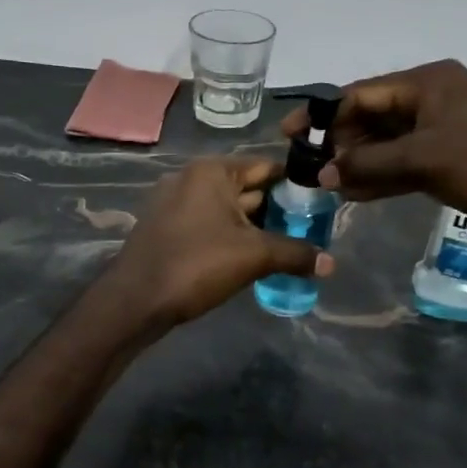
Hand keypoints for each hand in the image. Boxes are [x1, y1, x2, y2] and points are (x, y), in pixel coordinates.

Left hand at [105, 157, 333, 326]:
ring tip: (288, 247)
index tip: (320, 204)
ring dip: (255, 227)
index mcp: (212, 171)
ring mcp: (175, 203)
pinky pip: (209, 225)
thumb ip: (295, 254)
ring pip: (228, 209)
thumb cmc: (196, 264)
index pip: (266, 167)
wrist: (135, 300)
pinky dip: (231, 236)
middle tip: (310, 230)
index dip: (295, 184)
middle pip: (247, 188)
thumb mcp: (254, 256)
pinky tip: (252, 259)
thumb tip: (331, 263)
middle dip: (277, 209)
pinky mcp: (167, 228)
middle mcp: (191, 178)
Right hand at [281, 59, 466, 249]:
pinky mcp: (450, 161)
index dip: (324, 115)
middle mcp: (433, 100)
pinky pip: (403, 165)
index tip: (291, 136)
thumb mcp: (424, 159)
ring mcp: (442, 132)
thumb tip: (322, 173)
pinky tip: (353, 195)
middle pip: (372, 117)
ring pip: (387, 144)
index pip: (362, 94)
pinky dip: (380, 178)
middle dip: (340, 143)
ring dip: (358, 163)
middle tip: (308, 170)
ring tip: (325, 187)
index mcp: (429, 82)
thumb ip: (368, 162)